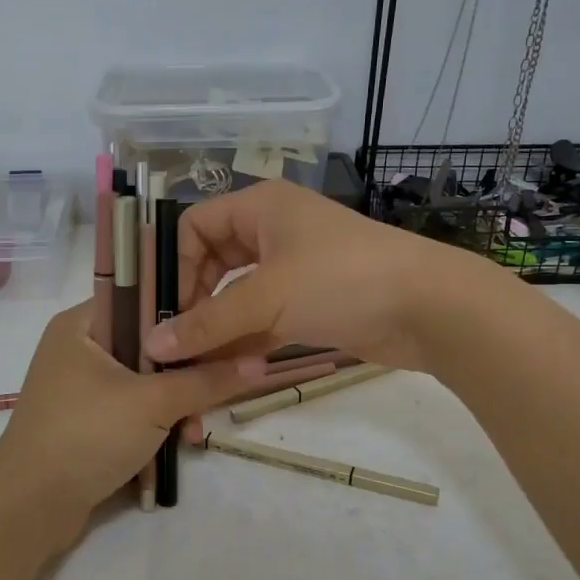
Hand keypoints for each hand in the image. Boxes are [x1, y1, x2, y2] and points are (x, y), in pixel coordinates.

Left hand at [0, 302, 258, 541]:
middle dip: (187, 372)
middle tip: (217, 389)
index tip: (226, 325)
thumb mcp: (153, 403)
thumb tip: (262, 362)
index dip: (187, 307)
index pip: (143, 295)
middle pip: (151, 343)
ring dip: (176, 404)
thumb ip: (208, 380)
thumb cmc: (86, 435)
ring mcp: (83, 386)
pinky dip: (156, 424)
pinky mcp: (89, 419)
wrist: (29, 508)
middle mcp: (80, 347)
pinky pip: (134, 408)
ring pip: (146, 380)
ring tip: (194, 432)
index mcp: (83, 323)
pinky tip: (179, 445)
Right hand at [143, 180, 464, 372]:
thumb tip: (151, 347)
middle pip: (213, 263)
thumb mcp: (267, 298)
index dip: (174, 266)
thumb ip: (207, 323)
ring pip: (239, 295)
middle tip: (176, 344)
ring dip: (219, 328)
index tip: (166, 311)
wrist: (428, 307)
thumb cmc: (341, 280)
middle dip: (194, 302)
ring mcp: (294, 268)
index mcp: (260, 208)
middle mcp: (272, 231)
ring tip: (196, 366)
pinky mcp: (311, 302)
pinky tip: (231, 371)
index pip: (194, 226)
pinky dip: (247, 340)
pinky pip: (264, 318)